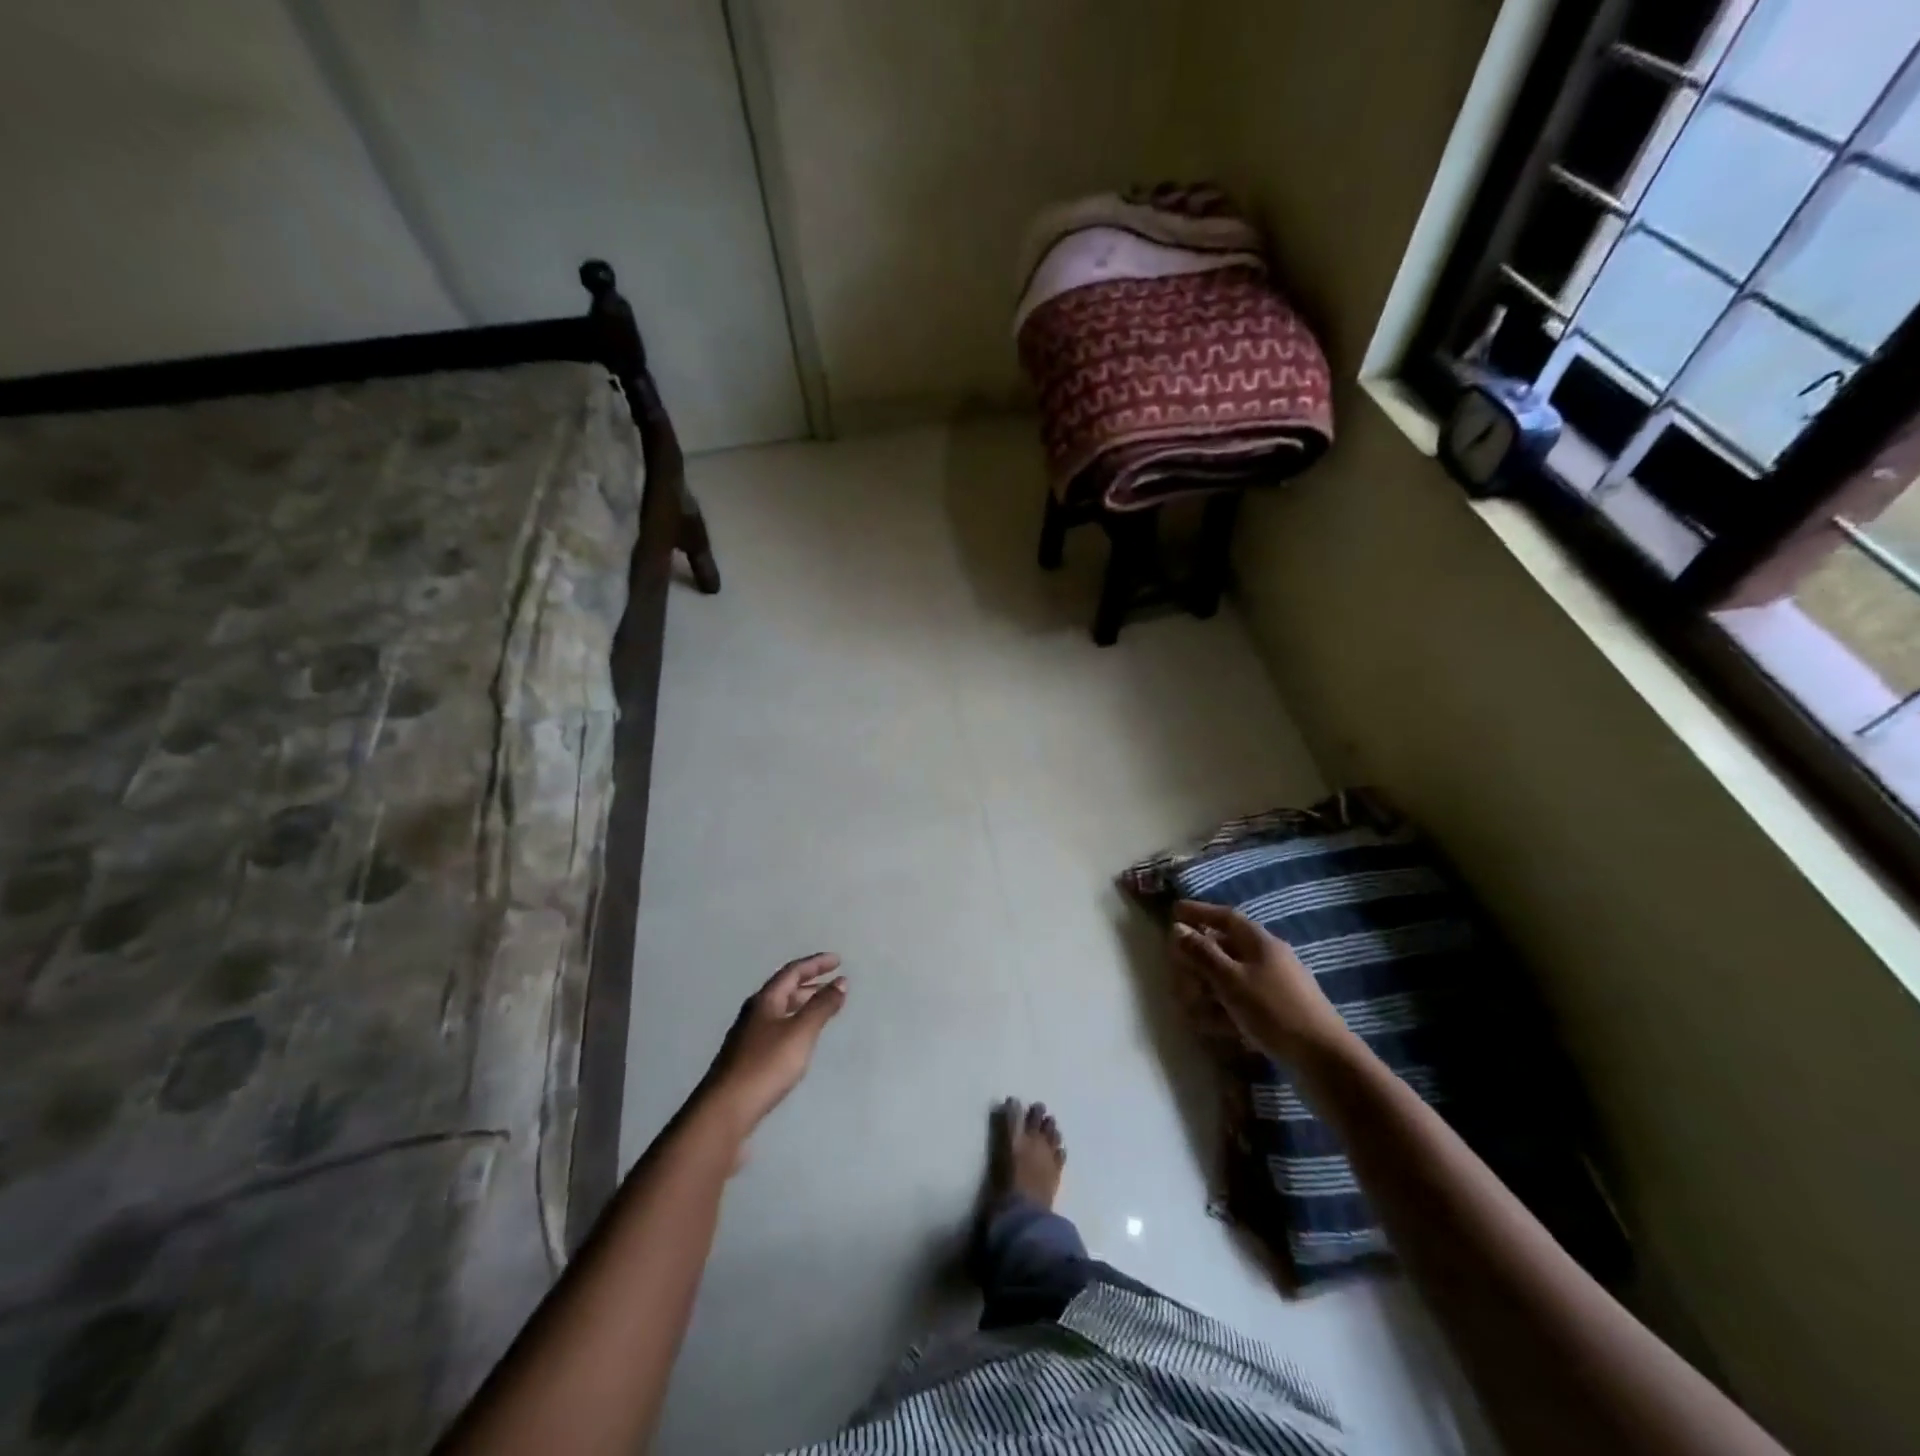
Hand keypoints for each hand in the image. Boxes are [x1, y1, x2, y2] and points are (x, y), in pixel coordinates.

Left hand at [699, 954, 847, 1135]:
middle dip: (810, 983)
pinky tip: (801, 1040)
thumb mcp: (800, 1033)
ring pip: (780, 1010)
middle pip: (784, 990)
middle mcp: (754, 1013)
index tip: (837, 960)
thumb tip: (841, 981)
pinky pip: (777, 1029)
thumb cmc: (766, 1065)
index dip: (815, 963)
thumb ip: (821, 1006)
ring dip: (803, 1004)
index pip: (792, 972)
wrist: (725, 1111)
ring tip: (823, 1009)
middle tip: (834, 983)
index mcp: (765, 1001)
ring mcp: (748, 1037)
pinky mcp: (747, 1059)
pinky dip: (795, 1024)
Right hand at [1170, 901, 1348, 1063]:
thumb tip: (1178, 928)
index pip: (1226, 917)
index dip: (1199, 912)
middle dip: (1199, 959)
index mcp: (1260, 943)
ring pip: (1232, 978)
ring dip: (1208, 988)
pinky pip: (1243, 1002)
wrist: (1324, 1060)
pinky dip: (1224, 1009)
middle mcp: (1269, 959)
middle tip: (1177, 968)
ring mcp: (1275, 986)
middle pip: (1226, 949)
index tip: (1174, 911)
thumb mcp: (1231, 979)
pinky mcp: (1278, 1013)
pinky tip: (1213, 1025)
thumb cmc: (1273, 1010)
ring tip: (1190, 1004)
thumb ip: (1202, 953)